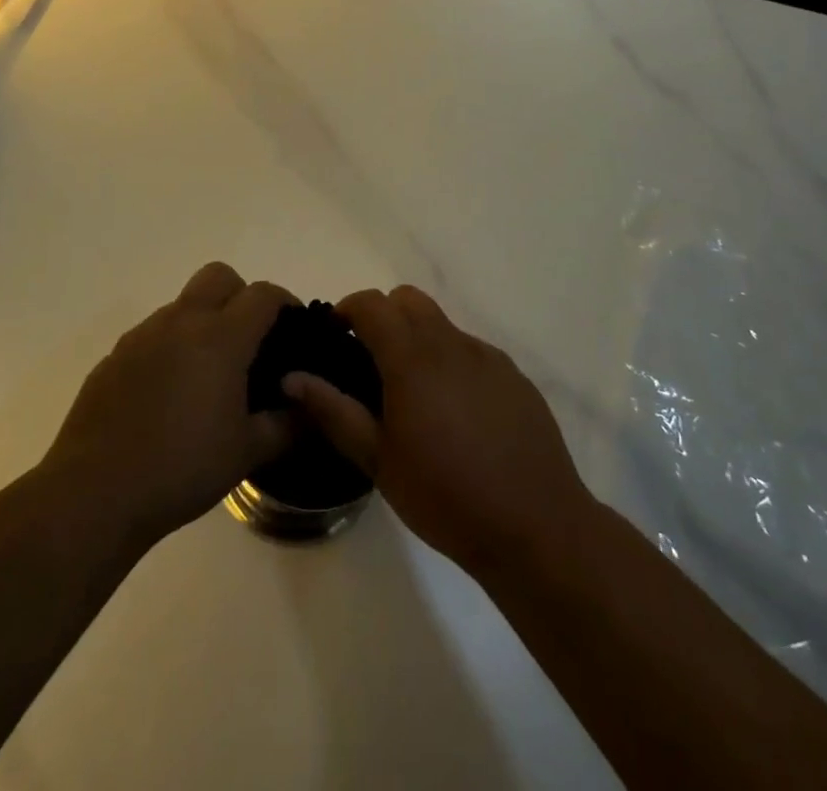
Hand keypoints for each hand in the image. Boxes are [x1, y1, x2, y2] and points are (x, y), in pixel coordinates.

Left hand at [42, 263, 293, 548]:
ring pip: (183, 304)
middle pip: (219, 276)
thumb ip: (286, 425)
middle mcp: (181, 322)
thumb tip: (304, 407)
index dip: (284, 303)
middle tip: (250, 340)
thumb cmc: (182, 468)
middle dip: (241, 295)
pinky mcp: (114, 356)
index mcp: (220, 337)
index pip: (262, 294)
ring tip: (208, 374)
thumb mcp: (247, 453)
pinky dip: (171, 347)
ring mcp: (142, 335)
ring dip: (203, 322)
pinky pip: (153, 334)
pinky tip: (168, 395)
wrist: (96, 492)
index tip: (293, 328)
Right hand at [284, 286, 595, 581]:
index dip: (347, 310)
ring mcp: (487, 356)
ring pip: (441, 323)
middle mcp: (450, 343)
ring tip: (414, 393)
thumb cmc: (445, 496)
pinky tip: (457, 413)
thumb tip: (291, 377)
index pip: (371, 304)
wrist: (535, 526)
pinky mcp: (513, 375)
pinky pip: (471, 350)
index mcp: (412, 358)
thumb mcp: (378, 460)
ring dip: (418, 338)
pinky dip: (451, 361)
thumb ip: (333, 411)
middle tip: (371, 362)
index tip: (336, 338)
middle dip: (382, 316)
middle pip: (408, 299)